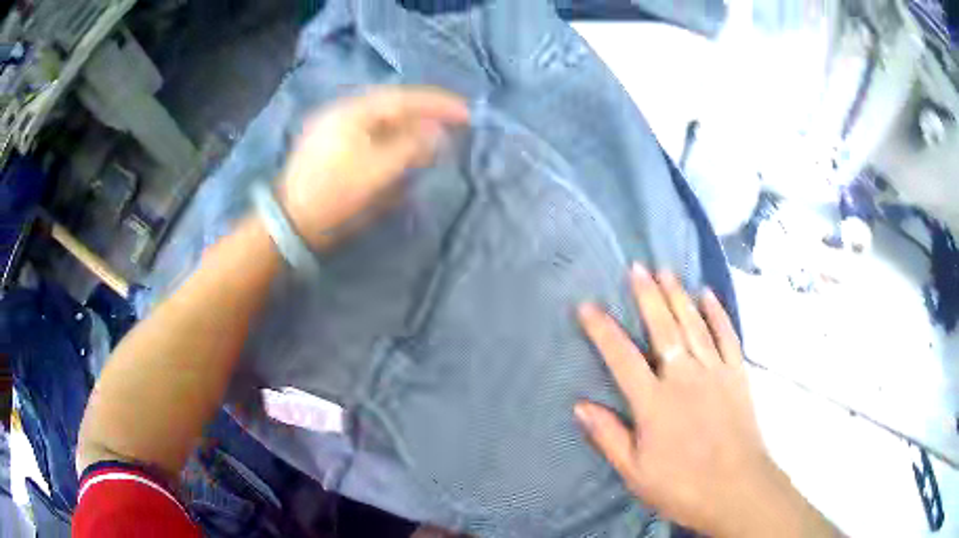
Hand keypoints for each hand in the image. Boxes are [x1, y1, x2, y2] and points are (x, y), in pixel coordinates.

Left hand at [278, 86, 469, 249]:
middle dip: (424, 113)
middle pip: (392, 105)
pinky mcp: (329, 147)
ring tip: (431, 137)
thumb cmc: (335, 196)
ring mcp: (332, 129)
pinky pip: (368, 133)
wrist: (290, 224)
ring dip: (408, 126)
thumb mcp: (378, 171)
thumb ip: (411, 146)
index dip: (437, 104)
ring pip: (380, 120)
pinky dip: (390, 138)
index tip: (467, 114)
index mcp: (353, 111)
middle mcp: (342, 112)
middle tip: (452, 123)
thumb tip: (436, 133)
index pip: (403, 99)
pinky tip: (400, 149)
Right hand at [575, 265, 834, 536]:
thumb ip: (608, 436)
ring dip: (678, 295)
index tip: (588, 306)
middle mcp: (684, 378)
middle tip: (636, 267)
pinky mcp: (737, 374)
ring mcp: (715, 372)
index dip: (603, 330)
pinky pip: (727, 335)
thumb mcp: (635, 472)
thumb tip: (580, 406)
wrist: (737, 489)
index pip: (622, 358)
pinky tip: (708, 295)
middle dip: (648, 296)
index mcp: (655, 403)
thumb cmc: (682, 486)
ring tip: (666, 271)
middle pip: (663, 328)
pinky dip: (717, 313)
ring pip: (694, 324)